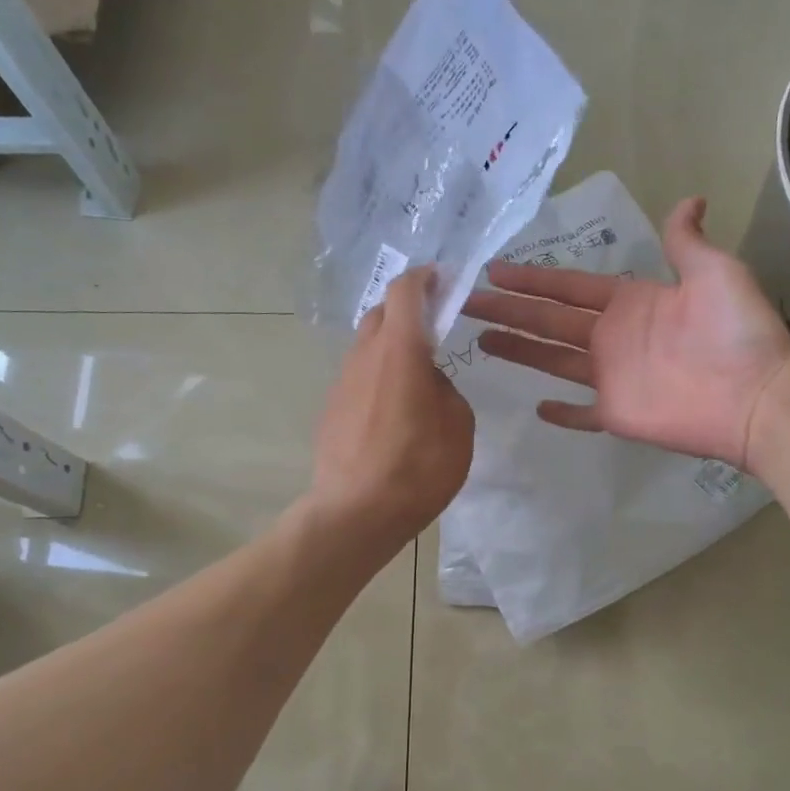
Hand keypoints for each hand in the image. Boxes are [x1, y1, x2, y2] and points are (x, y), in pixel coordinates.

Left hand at [308, 266, 474, 553]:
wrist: (355, 513)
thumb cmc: (416, 470)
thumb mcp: (458, 428)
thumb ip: (446, 391)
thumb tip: (429, 383)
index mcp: (401, 352)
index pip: (405, 291)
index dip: (424, 277)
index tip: (442, 279)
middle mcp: (365, 357)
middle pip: (382, 313)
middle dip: (407, 308)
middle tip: (434, 325)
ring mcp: (342, 381)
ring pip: (367, 345)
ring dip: (391, 344)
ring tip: (416, 373)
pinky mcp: (331, 407)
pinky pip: (358, 375)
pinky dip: (377, 374)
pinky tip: (393, 408)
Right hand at [463, 198, 789, 471]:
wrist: (757, 398)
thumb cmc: (736, 333)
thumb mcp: (715, 272)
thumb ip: (686, 242)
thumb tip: (690, 199)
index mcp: (629, 302)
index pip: (568, 287)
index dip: (532, 277)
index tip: (495, 269)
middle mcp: (612, 337)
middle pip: (548, 320)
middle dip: (508, 309)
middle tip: (466, 301)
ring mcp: (611, 378)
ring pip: (552, 361)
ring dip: (518, 350)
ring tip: (480, 341)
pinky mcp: (616, 414)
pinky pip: (581, 414)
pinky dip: (561, 414)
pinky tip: (535, 407)